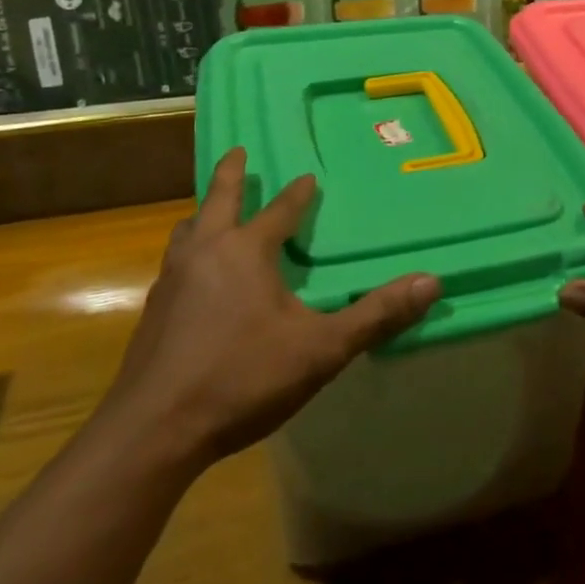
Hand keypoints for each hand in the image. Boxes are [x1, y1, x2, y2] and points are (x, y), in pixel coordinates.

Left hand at [101, 146, 441, 476]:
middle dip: (231, 174)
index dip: (297, 194)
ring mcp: (171, 282)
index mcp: (245, 252)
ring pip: (187, 231)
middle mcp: (205, 254)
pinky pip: (174, 264)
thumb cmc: (242, 378)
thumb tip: (432, 282)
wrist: (153, 432)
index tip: (308, 177)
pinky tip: (193, 278)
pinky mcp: (152, 314)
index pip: (279, 211)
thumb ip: (375, 315)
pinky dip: (188, 253)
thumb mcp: (321, 348)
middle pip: (218, 201)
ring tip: (210, 212)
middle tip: (238, 151)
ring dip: (204, 214)